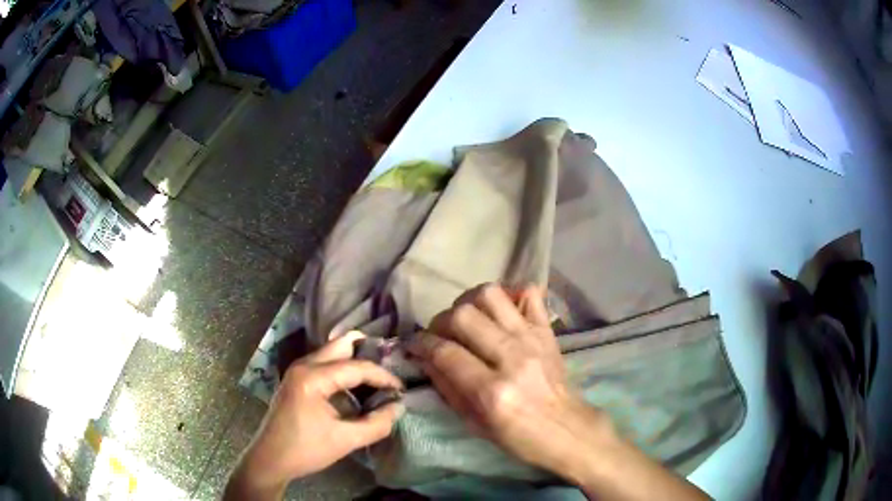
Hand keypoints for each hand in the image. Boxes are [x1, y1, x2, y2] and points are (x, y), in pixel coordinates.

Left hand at [225, 332, 403, 499]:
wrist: (270, 459)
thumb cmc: (305, 449)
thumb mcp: (345, 440)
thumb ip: (376, 424)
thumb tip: (398, 407)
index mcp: (312, 377)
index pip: (356, 367)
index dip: (382, 376)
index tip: (401, 389)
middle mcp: (303, 366)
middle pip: (340, 345)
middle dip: (368, 352)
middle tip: (391, 367)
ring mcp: (297, 371)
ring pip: (332, 353)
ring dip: (355, 361)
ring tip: (378, 378)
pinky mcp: (297, 380)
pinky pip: (324, 364)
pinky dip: (343, 370)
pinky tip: (356, 387)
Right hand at [409, 284, 708, 500]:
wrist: (570, 430)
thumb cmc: (520, 438)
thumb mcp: (475, 424)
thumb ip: (447, 387)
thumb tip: (425, 357)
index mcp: (492, 392)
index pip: (445, 352)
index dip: (421, 344)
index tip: (415, 345)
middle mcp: (512, 358)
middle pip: (463, 316)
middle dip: (440, 322)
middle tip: (439, 335)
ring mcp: (534, 340)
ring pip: (490, 296)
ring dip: (468, 303)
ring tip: (466, 320)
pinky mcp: (548, 331)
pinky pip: (529, 293)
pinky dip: (510, 295)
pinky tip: (500, 313)